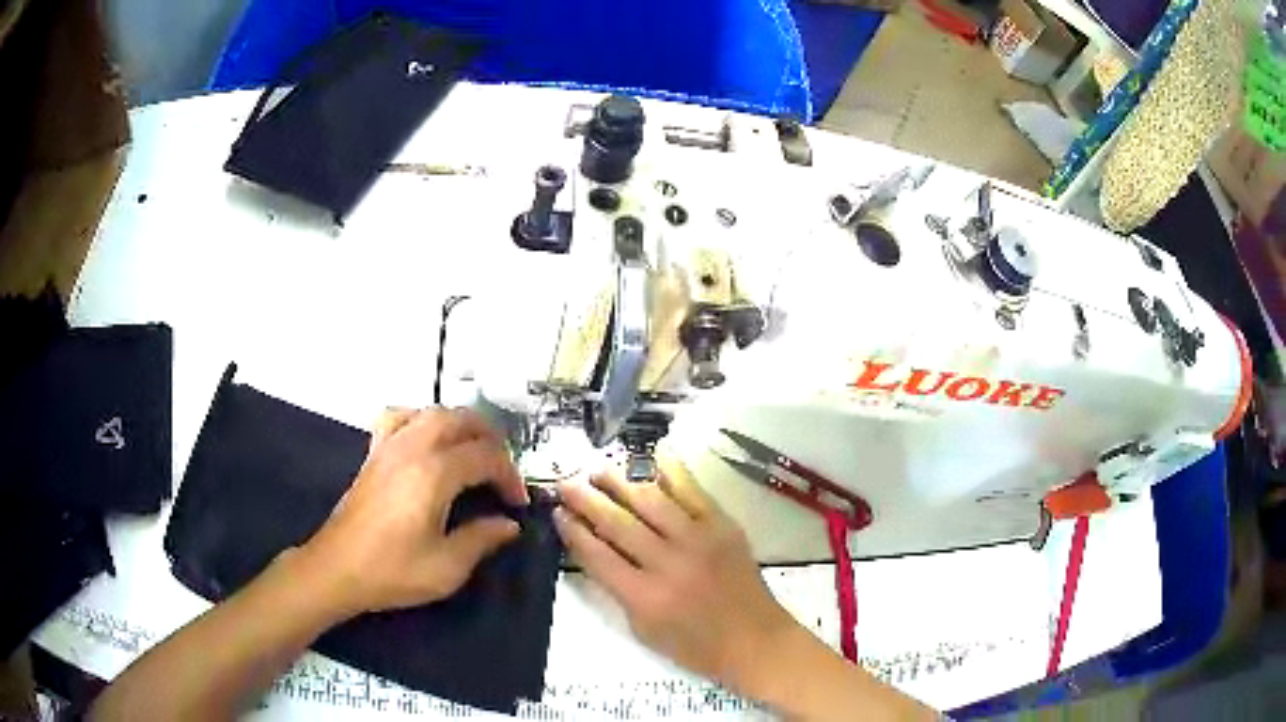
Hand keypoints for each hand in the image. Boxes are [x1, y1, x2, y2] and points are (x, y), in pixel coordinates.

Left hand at [297, 407, 528, 618]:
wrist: (337, 569)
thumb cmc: (392, 571)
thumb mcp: (446, 567)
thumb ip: (481, 539)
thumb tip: (508, 524)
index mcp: (434, 474)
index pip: (485, 457)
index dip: (509, 476)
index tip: (517, 503)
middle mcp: (412, 448)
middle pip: (461, 420)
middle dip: (491, 439)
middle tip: (503, 469)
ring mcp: (389, 446)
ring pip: (431, 412)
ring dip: (460, 424)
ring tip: (473, 449)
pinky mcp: (373, 453)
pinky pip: (399, 417)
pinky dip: (420, 418)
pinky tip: (425, 438)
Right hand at [554, 456, 796, 689]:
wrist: (755, 641)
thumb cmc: (696, 647)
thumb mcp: (643, 629)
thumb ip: (618, 589)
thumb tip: (596, 549)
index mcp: (644, 597)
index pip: (597, 555)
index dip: (573, 531)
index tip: (558, 513)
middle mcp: (668, 563)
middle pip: (617, 523)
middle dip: (586, 499)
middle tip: (565, 482)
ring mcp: (698, 540)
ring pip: (650, 500)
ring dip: (619, 481)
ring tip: (597, 469)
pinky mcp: (723, 526)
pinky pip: (692, 491)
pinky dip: (672, 470)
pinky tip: (653, 453)